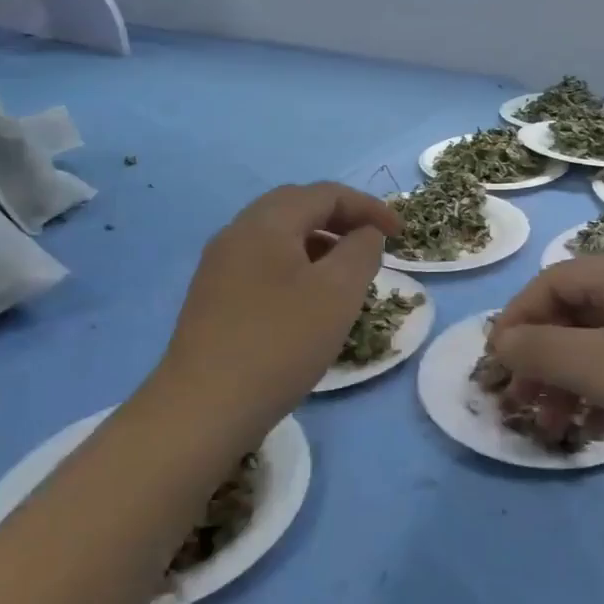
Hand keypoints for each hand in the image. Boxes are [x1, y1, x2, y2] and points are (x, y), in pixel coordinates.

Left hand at [157, 183, 398, 434]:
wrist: (203, 410)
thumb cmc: (280, 342)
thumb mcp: (339, 292)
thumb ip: (361, 251)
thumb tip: (364, 235)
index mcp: (266, 223)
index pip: (325, 194)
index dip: (368, 207)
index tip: (400, 234)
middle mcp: (237, 233)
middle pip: (297, 207)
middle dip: (341, 218)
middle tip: (373, 242)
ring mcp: (219, 266)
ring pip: (278, 236)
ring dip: (319, 242)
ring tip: (347, 272)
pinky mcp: (213, 297)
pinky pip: (263, 262)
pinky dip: (296, 265)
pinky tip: (309, 299)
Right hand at [492, 253, 603, 484]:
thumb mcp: (602, 368)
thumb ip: (542, 352)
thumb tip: (502, 342)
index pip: (553, 282)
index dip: (518, 320)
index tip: (496, 366)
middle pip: (576, 313)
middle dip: (543, 359)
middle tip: (523, 404)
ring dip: (571, 381)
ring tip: (555, 426)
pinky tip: (596, 430)